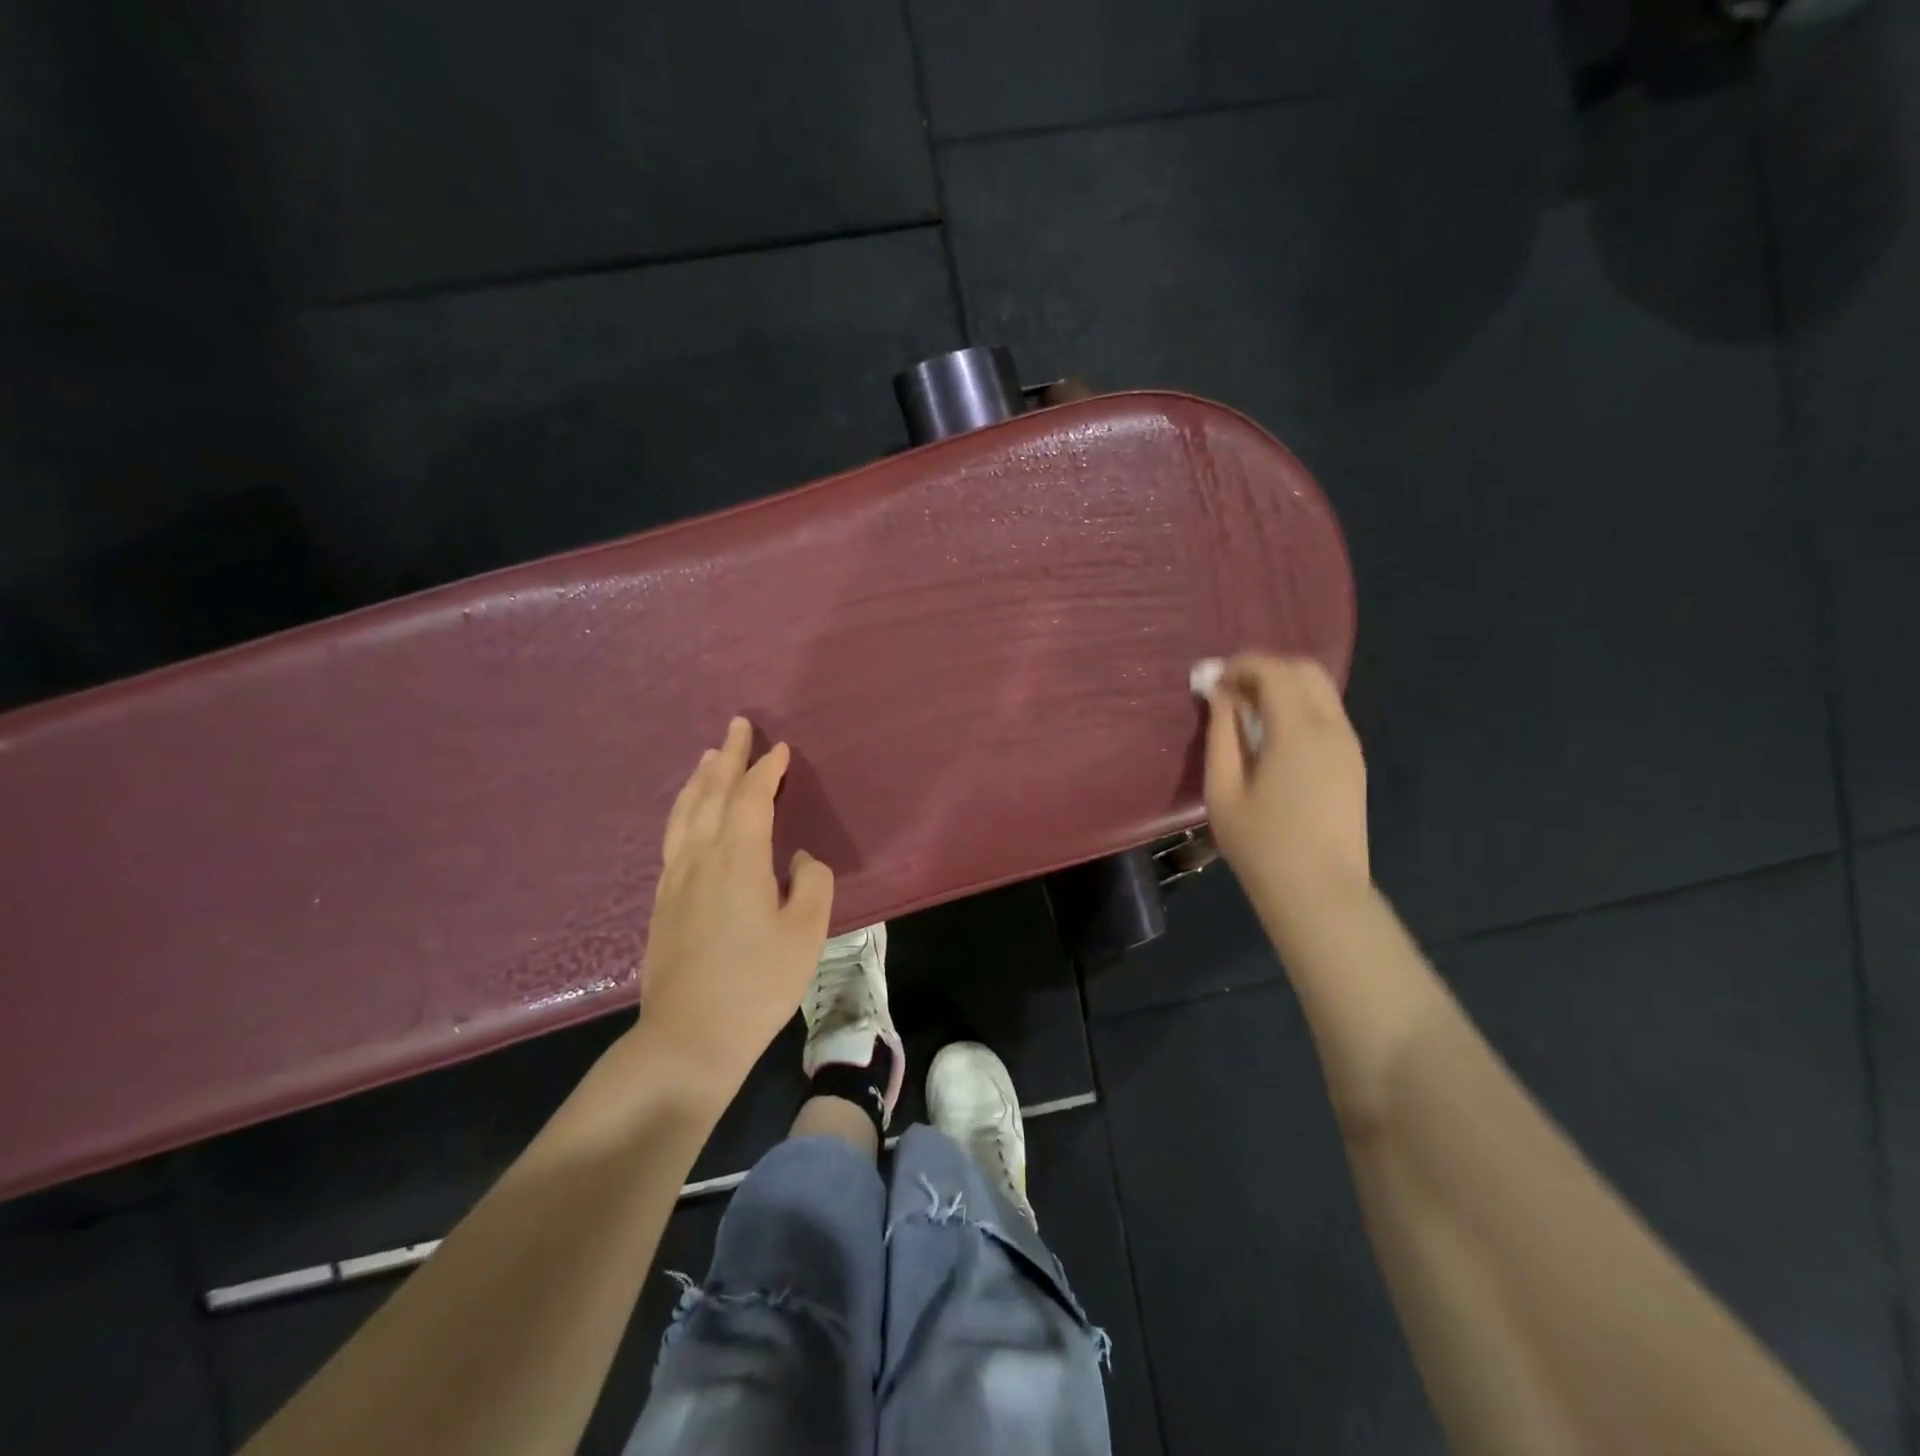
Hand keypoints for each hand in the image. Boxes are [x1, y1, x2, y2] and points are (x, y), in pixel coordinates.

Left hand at [637, 717, 833, 1098]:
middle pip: (712, 793)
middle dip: (728, 757)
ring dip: (700, 779)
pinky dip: (684, 810)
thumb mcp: (806, 933)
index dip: (766, 770)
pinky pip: (673, 836)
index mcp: (738, 859)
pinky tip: (688, 815)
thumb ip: (812, 883)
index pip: (751, 798)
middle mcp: (701, 857)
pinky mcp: (664, 901)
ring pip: (685, 813)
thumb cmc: (758, 983)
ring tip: (708, 757)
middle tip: (737, 726)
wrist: (689, 1037)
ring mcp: (675, 879)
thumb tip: (799, 861)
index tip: (780, 750)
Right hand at [1202, 653, 1369, 927]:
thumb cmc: (1261, 845)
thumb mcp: (1223, 789)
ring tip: (1246, 713)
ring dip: (1283, 687)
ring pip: (1321, 689)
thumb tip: (1220, 694)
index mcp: (1300, 732)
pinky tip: (1271, 735)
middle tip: (1229, 690)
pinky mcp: (1353, 762)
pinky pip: (1327, 714)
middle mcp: (1333, 728)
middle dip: (1265, 668)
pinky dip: (1298, 707)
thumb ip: (1221, 733)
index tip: (1212, 680)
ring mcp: (1349, 745)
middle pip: (1305, 670)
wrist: (1319, 892)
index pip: (1275, 671)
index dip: (1241, 665)